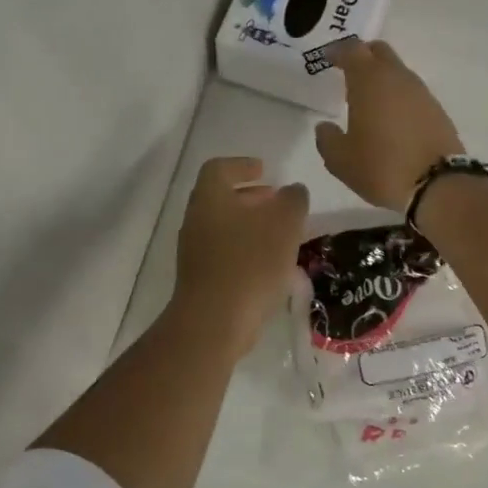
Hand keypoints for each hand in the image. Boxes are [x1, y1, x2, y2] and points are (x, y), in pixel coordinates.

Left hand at [172, 157, 310, 355]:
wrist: (214, 322)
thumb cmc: (250, 263)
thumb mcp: (285, 224)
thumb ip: (293, 200)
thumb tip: (292, 191)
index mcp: (210, 198)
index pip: (219, 168)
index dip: (242, 165)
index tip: (265, 170)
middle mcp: (196, 220)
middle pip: (221, 198)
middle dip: (251, 197)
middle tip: (277, 202)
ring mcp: (194, 252)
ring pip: (223, 227)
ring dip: (250, 225)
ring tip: (280, 235)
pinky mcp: (200, 279)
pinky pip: (224, 253)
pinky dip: (246, 249)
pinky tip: (269, 265)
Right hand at [315, 40, 464, 210]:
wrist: (438, 184)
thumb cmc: (381, 167)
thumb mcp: (341, 160)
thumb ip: (327, 139)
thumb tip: (325, 127)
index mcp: (369, 81)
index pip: (352, 50)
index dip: (338, 51)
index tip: (328, 57)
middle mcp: (397, 78)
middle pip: (380, 52)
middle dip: (363, 56)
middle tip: (349, 71)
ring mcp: (421, 92)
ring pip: (398, 71)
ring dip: (383, 77)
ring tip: (370, 99)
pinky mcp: (437, 110)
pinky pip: (412, 93)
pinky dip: (399, 96)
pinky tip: (392, 117)